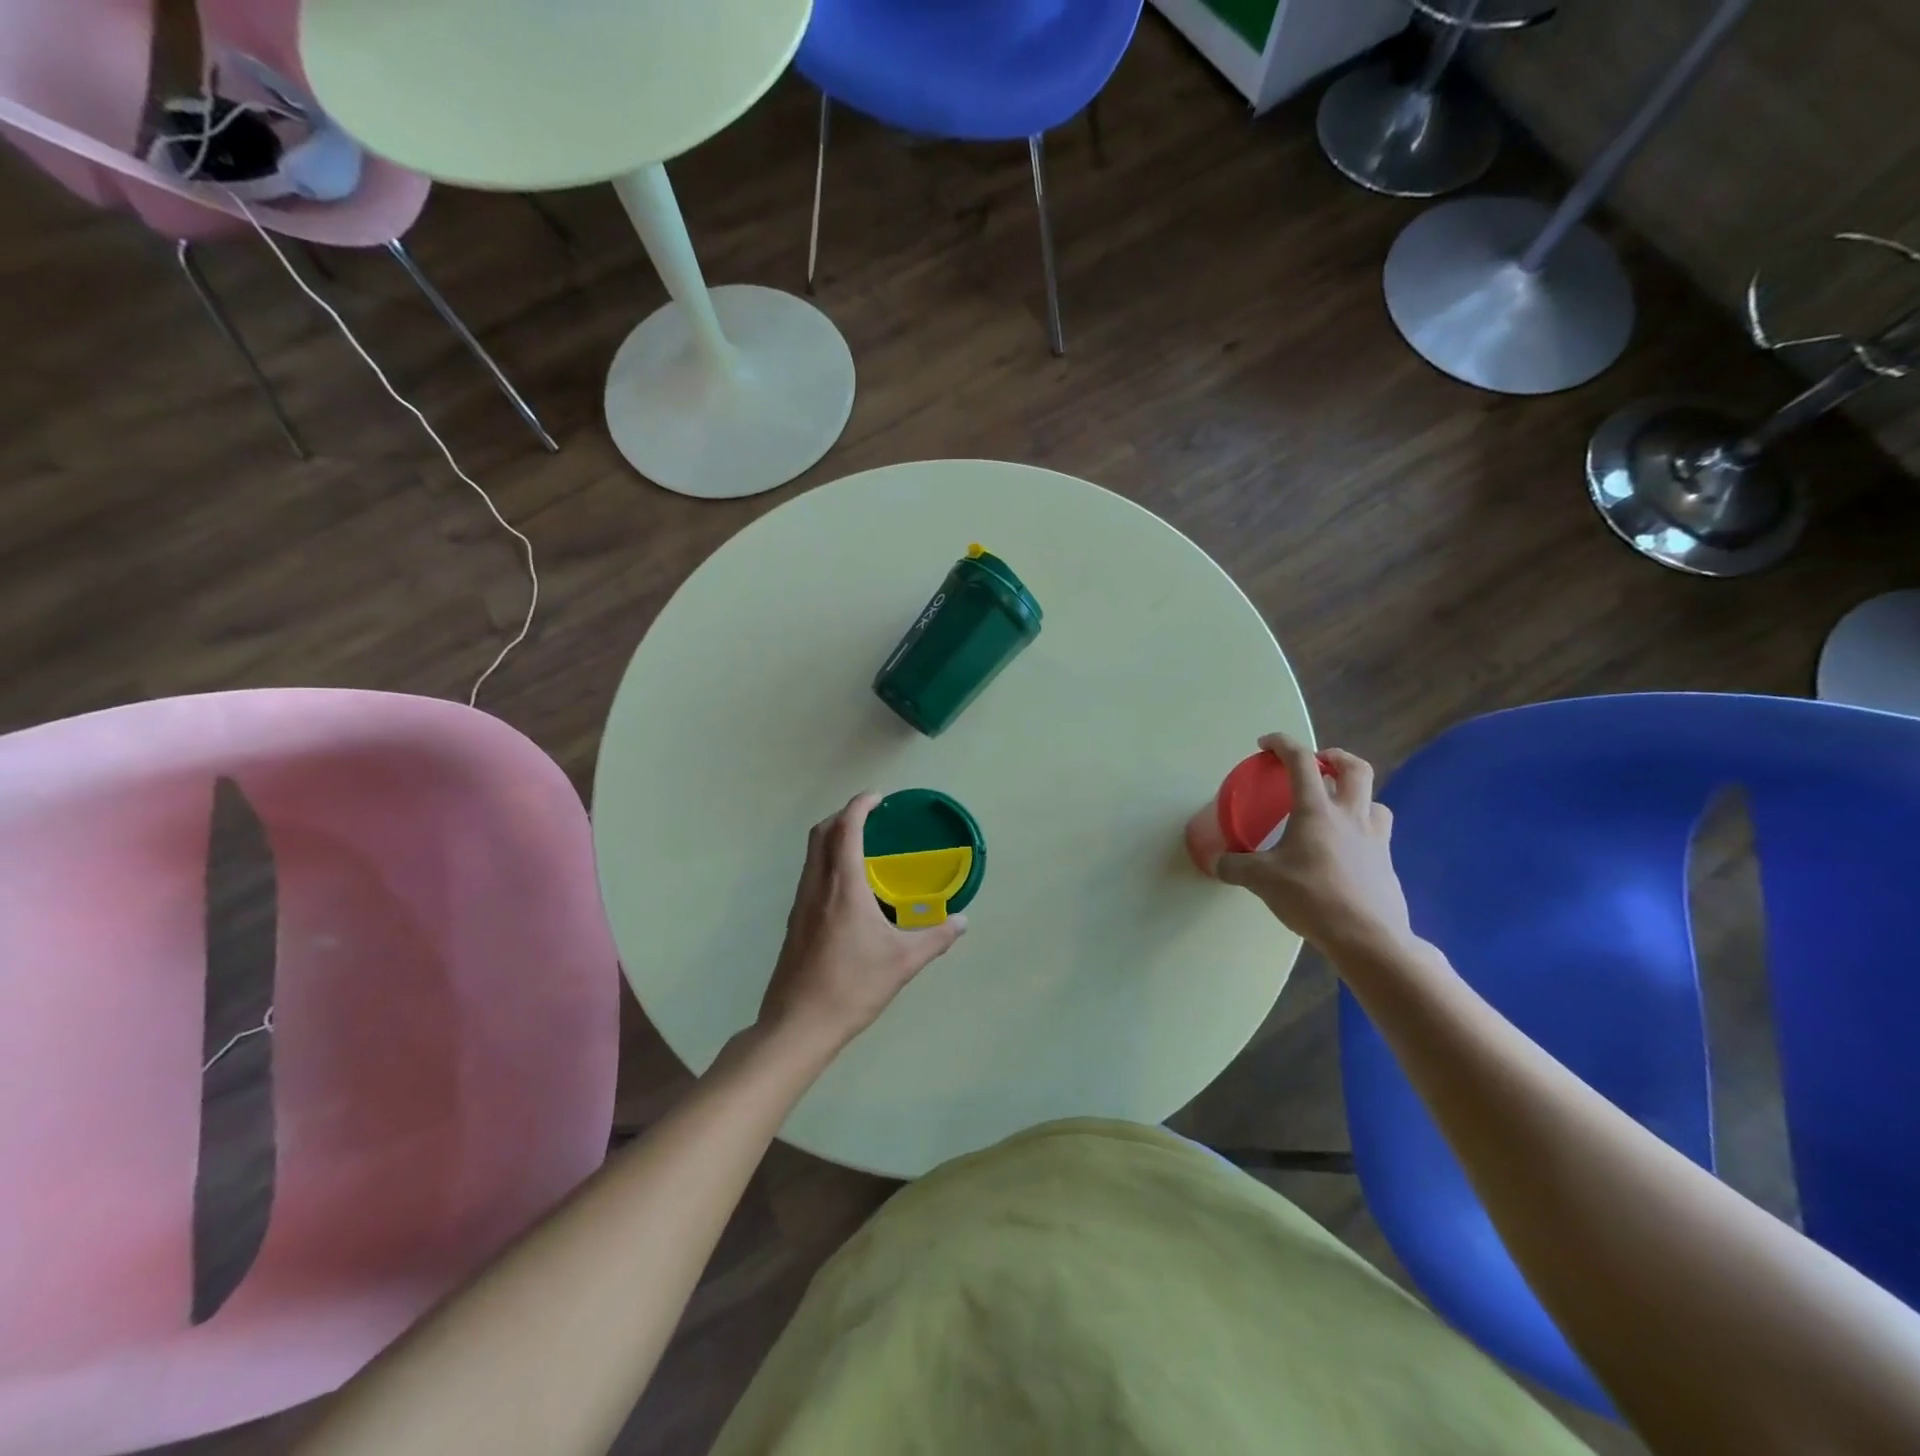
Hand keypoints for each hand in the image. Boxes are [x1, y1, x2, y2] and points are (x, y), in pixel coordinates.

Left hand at [757, 793, 967, 1058]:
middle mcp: (817, 886)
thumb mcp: (903, 962)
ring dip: (832, 837)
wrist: (798, 1024)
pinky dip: (827, 861)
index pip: (846, 829)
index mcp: (843, 887)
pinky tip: (848, 887)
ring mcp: (801, 904)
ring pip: (811, 854)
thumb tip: (962, 921)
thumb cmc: (852, 987)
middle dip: (844, 816)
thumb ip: (936, 938)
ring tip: (862, 845)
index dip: (859, 806)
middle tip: (871, 817)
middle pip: (821, 833)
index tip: (878, 798)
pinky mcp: (794, 922)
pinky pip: (810, 875)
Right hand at [1216, 735, 1415, 961]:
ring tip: (1336, 807)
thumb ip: (1235, 866)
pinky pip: (1377, 832)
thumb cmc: (1312, 898)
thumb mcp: (1261, 881)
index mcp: (1316, 810)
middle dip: (1334, 757)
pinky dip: (1362, 828)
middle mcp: (1350, 815)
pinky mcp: (1386, 863)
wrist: (1369, 937)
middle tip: (1317, 763)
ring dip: (1355, 794)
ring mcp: (1375, 839)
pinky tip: (1345, 849)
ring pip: (1374, 800)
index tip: (1265, 744)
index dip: (1282, 744)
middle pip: (1354, 768)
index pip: (1301, 761)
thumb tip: (1217, 861)